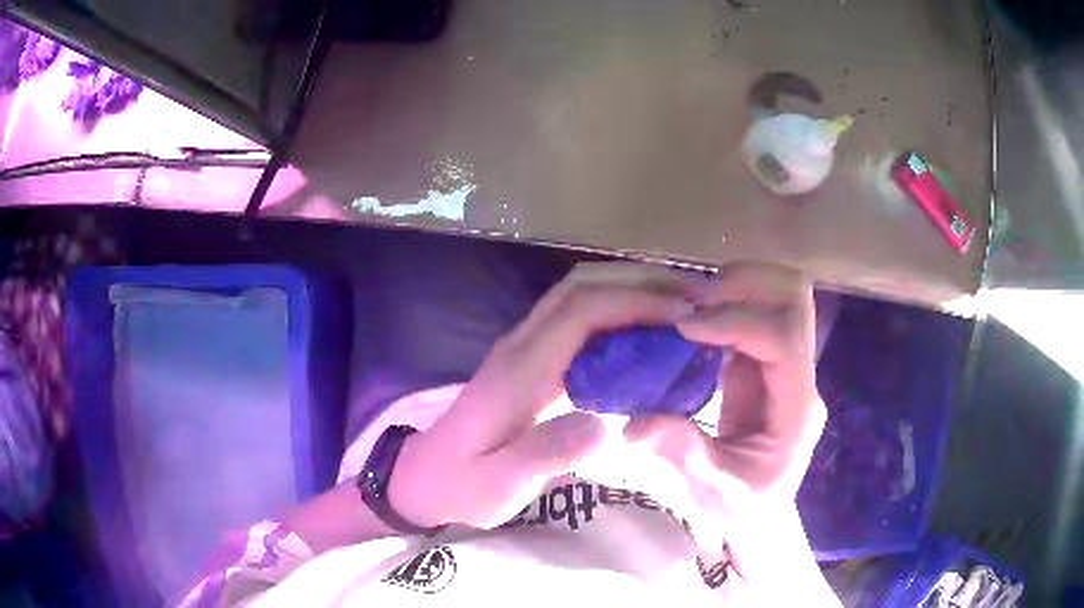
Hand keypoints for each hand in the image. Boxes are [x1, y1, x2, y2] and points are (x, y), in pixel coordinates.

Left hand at [388, 262, 699, 529]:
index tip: (686, 315)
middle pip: (582, 286)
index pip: (582, 310)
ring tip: (681, 309)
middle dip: (640, 282)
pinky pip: (579, 319)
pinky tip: (647, 336)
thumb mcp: (501, 484)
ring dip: (631, 291)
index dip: (636, 302)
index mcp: (521, 369)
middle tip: (694, 300)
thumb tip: (604, 428)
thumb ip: (545, 455)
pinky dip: (618, 313)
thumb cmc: (464, 484)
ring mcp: (525, 348)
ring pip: (580, 295)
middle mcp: (523, 345)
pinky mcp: (531, 359)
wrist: (427, 477)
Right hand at [623, 264, 826, 570]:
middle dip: (745, 285)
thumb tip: (635, 423)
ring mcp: (785, 364)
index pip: (783, 339)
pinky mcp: (764, 361)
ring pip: (779, 294)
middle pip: (794, 297)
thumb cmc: (740, 507)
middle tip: (692, 303)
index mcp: (796, 407)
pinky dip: (724, 302)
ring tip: (689, 306)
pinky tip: (690, 320)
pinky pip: (754, 310)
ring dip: (736, 286)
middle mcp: (799, 375)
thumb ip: (682, 455)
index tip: (684, 327)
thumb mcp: (711, 492)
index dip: (737, 322)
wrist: (757, 511)